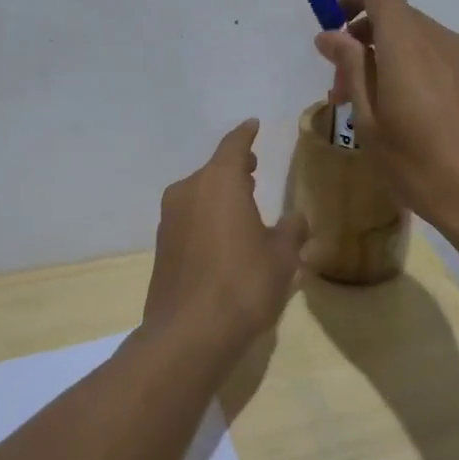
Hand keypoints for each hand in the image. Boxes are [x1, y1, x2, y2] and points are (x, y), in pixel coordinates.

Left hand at [145, 119, 307, 350]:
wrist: (189, 334)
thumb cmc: (243, 283)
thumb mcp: (282, 257)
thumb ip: (290, 232)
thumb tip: (296, 220)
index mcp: (219, 181)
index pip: (234, 145)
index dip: (246, 135)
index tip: (253, 125)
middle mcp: (189, 191)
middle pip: (213, 169)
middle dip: (234, 168)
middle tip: (253, 169)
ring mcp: (170, 219)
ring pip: (198, 194)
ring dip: (219, 194)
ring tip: (242, 205)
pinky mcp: (162, 247)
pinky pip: (189, 219)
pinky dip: (206, 218)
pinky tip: (223, 238)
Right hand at [314, 0, 458, 234]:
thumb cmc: (420, 164)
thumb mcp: (370, 121)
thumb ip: (351, 69)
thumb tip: (331, 35)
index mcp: (408, 43)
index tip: (334, 31)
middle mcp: (440, 39)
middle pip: (396, 15)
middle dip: (362, 39)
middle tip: (343, 87)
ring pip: (416, 39)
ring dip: (386, 57)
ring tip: (370, 108)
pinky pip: (436, 58)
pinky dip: (411, 69)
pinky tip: (406, 116)